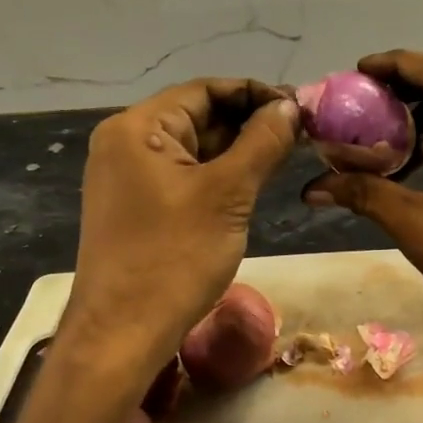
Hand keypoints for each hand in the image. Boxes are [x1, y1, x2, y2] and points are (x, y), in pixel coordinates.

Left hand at [66, 79, 299, 373]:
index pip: (205, 90)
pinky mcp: (136, 206)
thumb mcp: (228, 194)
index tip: (300, 109)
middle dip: (249, 123)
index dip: (255, 94)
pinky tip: (252, 183)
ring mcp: (128, 176)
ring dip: (237, 150)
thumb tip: (290, 106)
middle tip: (300, 136)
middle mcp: (125, 142)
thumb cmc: (175, 258)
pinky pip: (183, 175)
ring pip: (193, 148)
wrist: (123, 332)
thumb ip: (262, 142)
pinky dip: (218, 175)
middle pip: (198, 116)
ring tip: (285, 157)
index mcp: (138, 128)